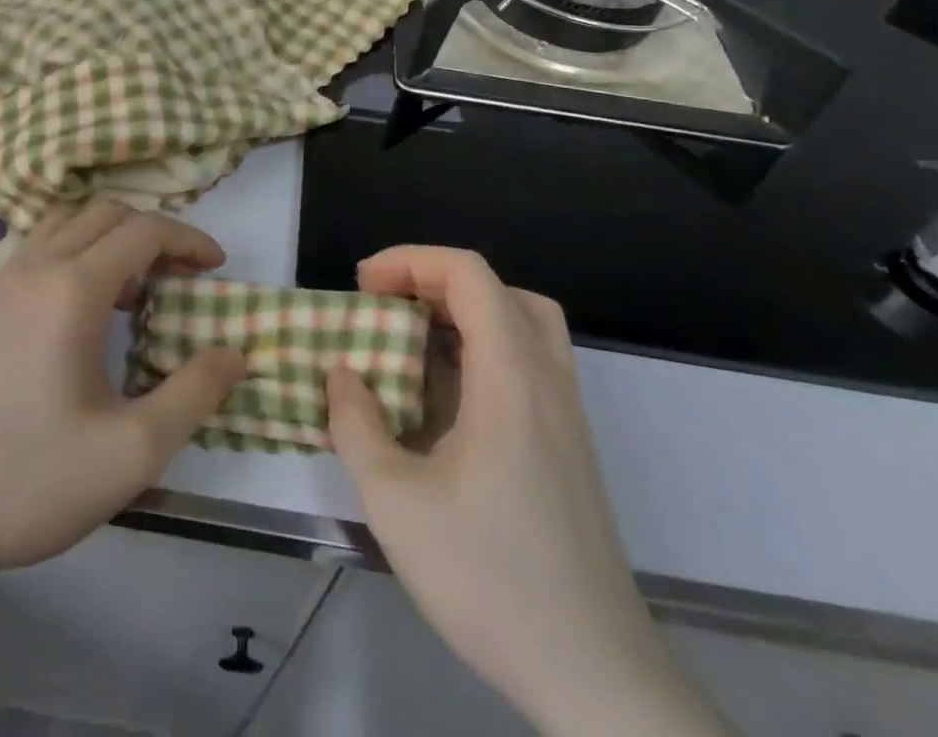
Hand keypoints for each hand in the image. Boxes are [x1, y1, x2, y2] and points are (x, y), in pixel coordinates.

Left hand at [0, 203, 247, 582]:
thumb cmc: (27, 479)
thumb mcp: (130, 453)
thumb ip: (192, 396)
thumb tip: (234, 354)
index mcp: (74, 288)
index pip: (145, 230)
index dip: (189, 239)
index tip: (216, 267)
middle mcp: (36, 267)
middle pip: (107, 214)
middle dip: (154, 233)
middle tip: (181, 275)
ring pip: (67, 224)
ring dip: (110, 238)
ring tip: (133, 289)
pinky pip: (38, 249)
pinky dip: (75, 253)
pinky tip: (79, 312)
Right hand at [327, 247, 726, 735]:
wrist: (595, 676)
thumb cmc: (491, 580)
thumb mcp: (397, 504)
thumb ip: (357, 426)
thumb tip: (342, 376)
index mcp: (511, 376)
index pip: (468, 274)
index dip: (410, 261)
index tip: (364, 285)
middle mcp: (547, 379)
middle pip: (498, 289)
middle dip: (434, 281)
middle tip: (387, 306)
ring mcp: (564, 414)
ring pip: (522, 324)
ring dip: (464, 314)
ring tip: (413, 343)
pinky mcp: (568, 447)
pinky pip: (526, 364)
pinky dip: (482, 353)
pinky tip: (444, 403)